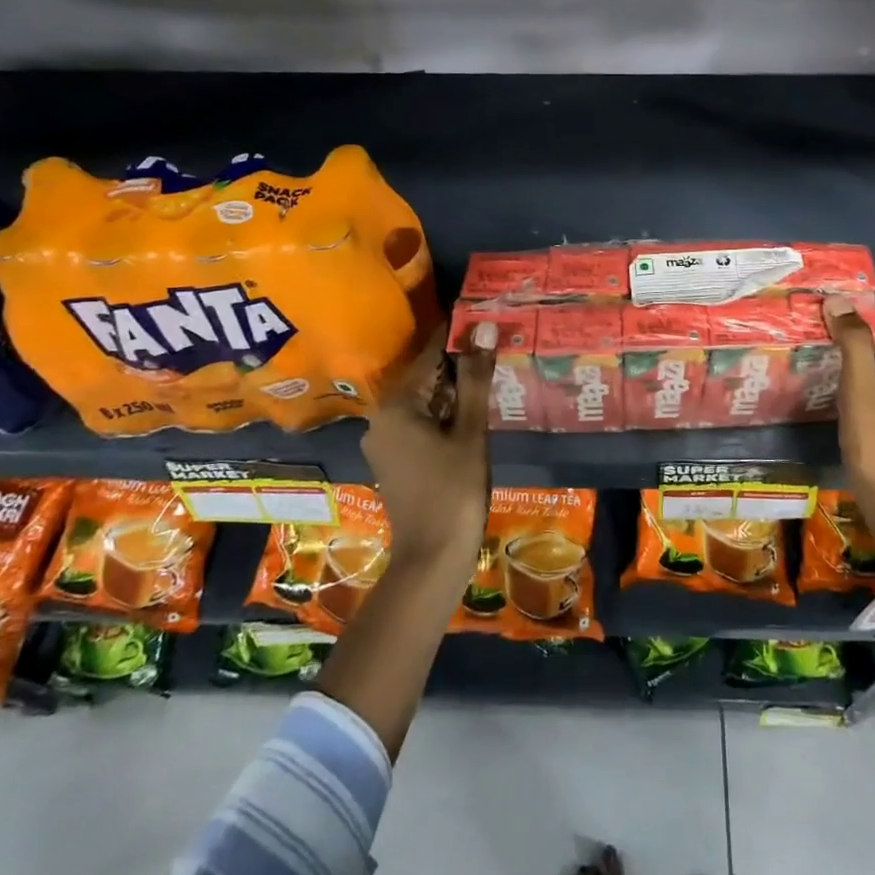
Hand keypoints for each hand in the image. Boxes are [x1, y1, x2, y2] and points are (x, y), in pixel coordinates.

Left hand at [361, 320, 495, 576]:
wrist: (432, 559)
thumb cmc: (454, 491)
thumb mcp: (470, 431)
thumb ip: (476, 378)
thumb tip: (484, 327)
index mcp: (396, 406)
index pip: (430, 356)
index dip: (457, 336)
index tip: (482, 315)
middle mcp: (381, 419)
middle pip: (424, 378)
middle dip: (458, 363)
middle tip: (493, 345)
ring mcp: (385, 443)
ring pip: (423, 402)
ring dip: (453, 390)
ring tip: (488, 374)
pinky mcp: (394, 462)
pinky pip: (419, 424)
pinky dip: (444, 414)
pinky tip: (470, 413)